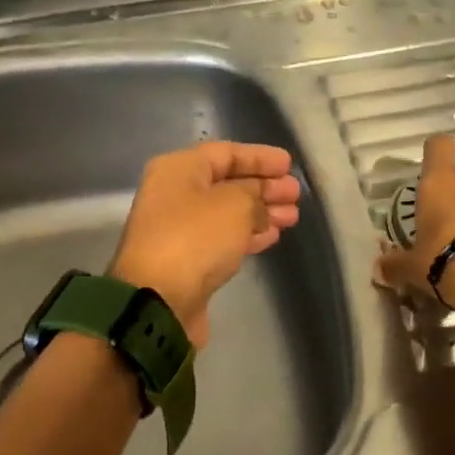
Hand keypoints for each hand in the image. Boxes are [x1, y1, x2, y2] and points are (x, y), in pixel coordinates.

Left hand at [110, 141, 301, 347]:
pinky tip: (272, 236)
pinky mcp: (187, 260)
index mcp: (179, 169)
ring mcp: (179, 229)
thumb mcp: (235, 205)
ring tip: (292, 217)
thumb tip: (258, 204)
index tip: (289, 166)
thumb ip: (254, 195)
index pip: (226, 153)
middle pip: (227, 183)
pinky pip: (223, 238)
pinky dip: (248, 234)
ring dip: (261, 212)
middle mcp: (175, 194)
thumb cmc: (195, 239)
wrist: (158, 300)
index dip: (260, 157)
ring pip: (228, 212)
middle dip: (264, 187)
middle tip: (295, 194)